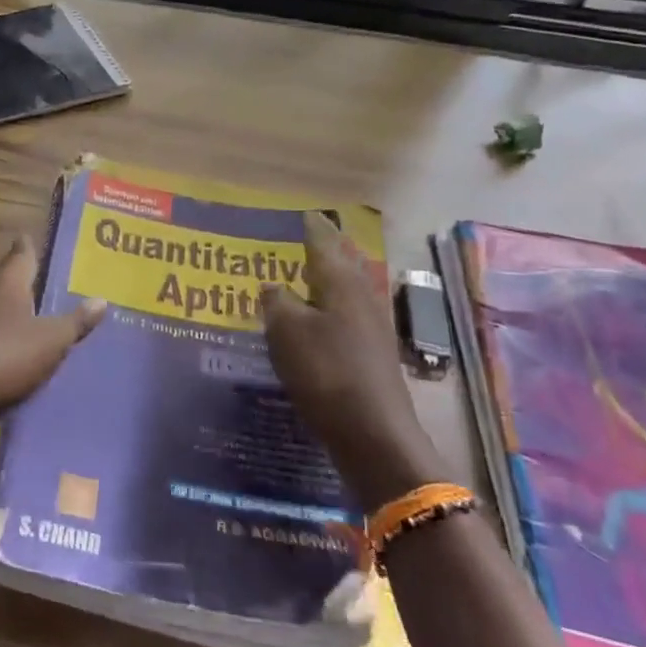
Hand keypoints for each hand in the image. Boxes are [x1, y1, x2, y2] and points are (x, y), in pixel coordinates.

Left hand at [0, 237, 105, 449]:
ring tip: (46, 317)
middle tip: (53, 280)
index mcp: (7, 285)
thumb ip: (76, 322)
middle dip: (28, 282)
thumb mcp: (51, 340)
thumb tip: (101, 299)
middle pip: (9, 283)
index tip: (35, 237)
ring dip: (19, 315)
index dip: (29, 246)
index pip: (21, 254)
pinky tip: (27, 356)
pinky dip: (11, 345)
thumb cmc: (4, 357)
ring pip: (1, 314)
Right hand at [262, 213, 442, 512]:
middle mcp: (360, 298)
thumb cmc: (326, 372)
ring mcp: (370, 328)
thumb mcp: (286, 331)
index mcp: (340, 283)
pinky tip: (311, 321)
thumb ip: (276, 302)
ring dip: (324, 280)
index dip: (310, 227)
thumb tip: (273, 286)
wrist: (373, 433)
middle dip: (322, 250)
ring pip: (344, 291)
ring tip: (300, 276)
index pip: (324, 242)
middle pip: (341, 264)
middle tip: (298, 240)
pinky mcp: (369, 355)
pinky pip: (344, 318)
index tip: (300, 213)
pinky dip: (326, 310)